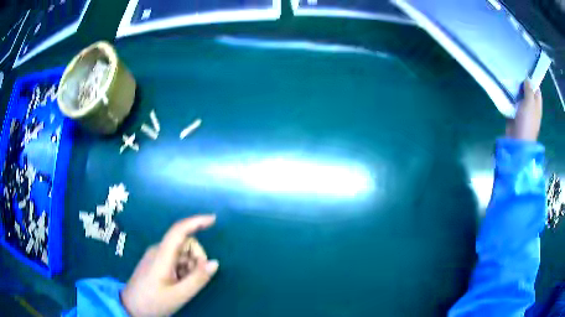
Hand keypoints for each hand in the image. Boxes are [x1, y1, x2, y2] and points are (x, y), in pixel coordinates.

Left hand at [121, 215, 218, 316]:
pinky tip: (179, 283)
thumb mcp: (179, 295)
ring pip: (182, 253)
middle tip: (194, 279)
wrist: (131, 307)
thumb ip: (198, 279)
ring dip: (190, 266)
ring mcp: (156, 256)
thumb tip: (215, 263)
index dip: (196, 222)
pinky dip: (183, 269)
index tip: (213, 219)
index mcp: (162, 255)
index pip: (179, 230)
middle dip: (196, 258)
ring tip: (184, 285)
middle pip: (185, 243)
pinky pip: (175, 259)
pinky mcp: (155, 263)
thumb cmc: (153, 302)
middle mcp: (158, 250)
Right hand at [506, 79, 542, 140]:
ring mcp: (523, 112)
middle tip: (515, 76)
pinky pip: (513, 104)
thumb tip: (528, 78)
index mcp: (537, 105)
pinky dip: (510, 99)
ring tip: (509, 82)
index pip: (536, 89)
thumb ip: (529, 90)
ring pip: (520, 97)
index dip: (532, 81)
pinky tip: (506, 94)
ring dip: (515, 91)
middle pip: (527, 92)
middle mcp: (531, 107)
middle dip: (522, 85)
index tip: (524, 73)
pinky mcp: (516, 116)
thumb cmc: (527, 121)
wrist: (518, 141)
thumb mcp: (529, 103)